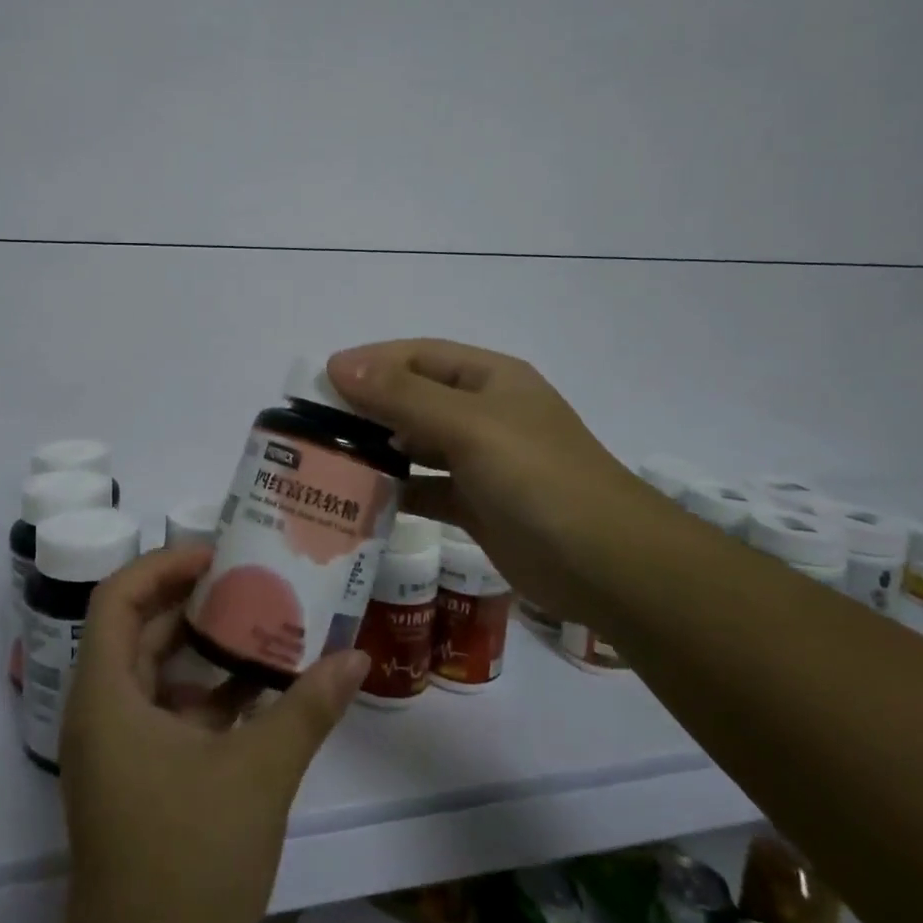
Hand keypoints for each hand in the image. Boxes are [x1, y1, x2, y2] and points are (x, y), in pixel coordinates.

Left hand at [46, 546, 367, 922]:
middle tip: (252, 580)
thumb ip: (308, 707)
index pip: (119, 597)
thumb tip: (358, 656)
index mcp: (107, 695)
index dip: (164, 565)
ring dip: (205, 651)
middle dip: (194, 602)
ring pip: (155, 673)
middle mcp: (101, 712)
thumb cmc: (189, 860)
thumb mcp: (258, 773)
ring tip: (263, 626)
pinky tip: (259, 695)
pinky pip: (167, 713)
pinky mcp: (135, 780)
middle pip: (139, 629)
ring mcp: (116, 750)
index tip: (218, 556)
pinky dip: (207, 696)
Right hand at [328, 339, 657, 619]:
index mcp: (490, 379)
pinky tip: (362, 500)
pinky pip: (426, 488)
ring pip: (417, 444)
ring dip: (379, 449)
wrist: (608, 566)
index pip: (418, 356)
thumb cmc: (539, 478)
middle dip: (367, 407)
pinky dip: (397, 490)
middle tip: (314, 425)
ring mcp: (482, 461)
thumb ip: (403, 396)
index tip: (320, 380)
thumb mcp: (469, 427)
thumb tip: (340, 365)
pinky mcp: (478, 505)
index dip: (370, 363)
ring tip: (328, 461)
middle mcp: (484, 413)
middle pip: (414, 398)